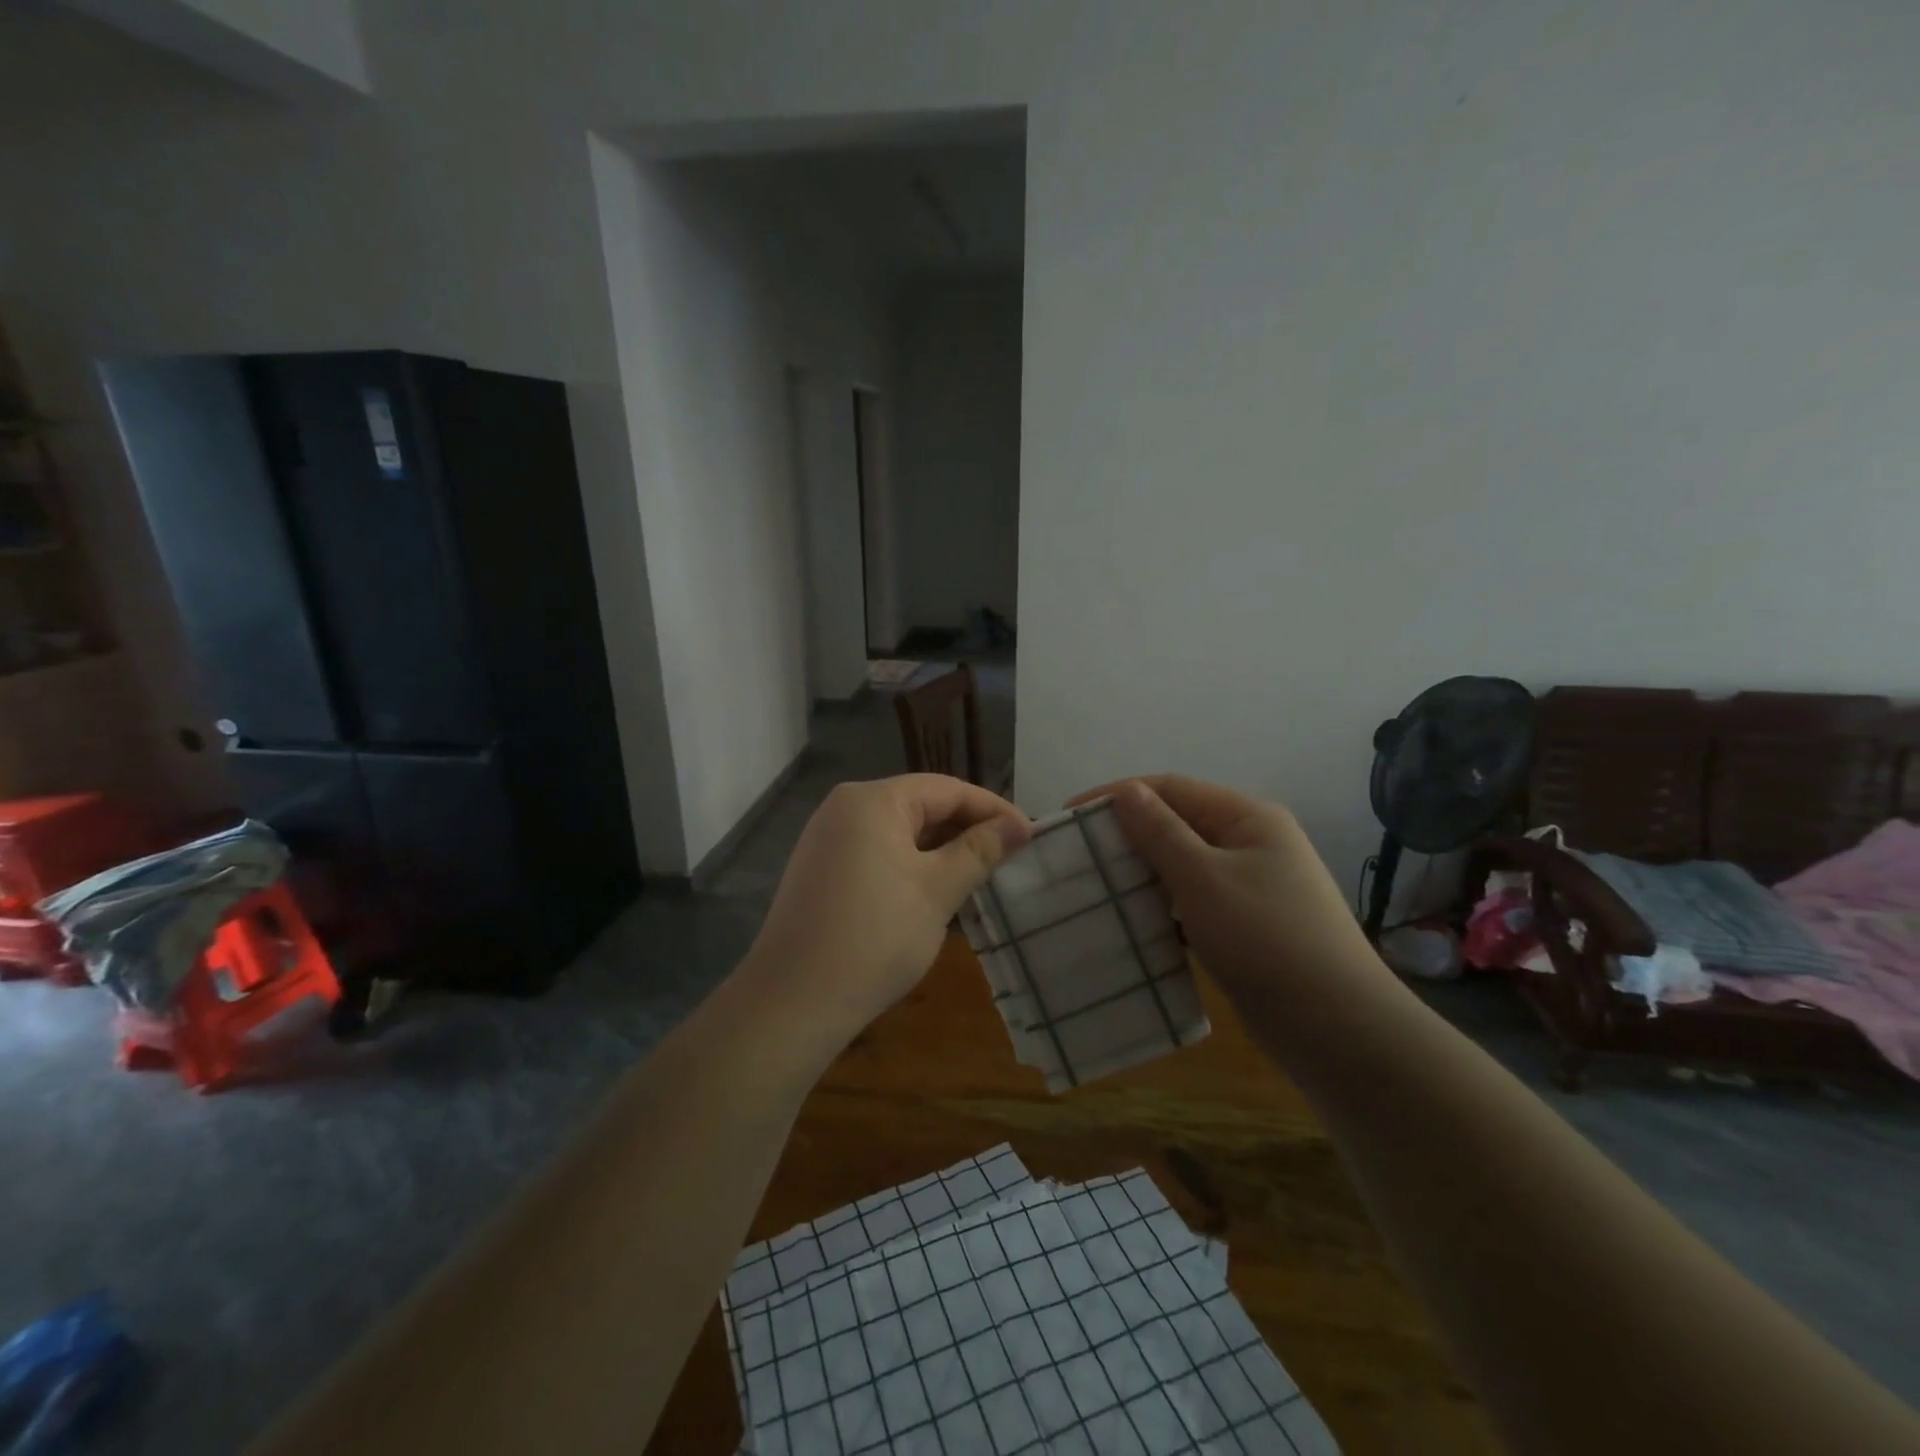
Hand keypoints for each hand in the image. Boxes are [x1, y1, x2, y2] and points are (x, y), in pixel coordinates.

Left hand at [742, 775, 1030, 1050]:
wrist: (793, 1001)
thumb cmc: (875, 937)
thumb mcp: (937, 890)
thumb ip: (980, 850)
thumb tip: (1020, 825)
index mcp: (873, 800)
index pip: (947, 789)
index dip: (992, 809)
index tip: (1030, 835)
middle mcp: (845, 808)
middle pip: (920, 805)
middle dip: (967, 829)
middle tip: (1010, 857)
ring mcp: (827, 839)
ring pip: (899, 832)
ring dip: (941, 850)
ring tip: (981, 874)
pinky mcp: (821, 870)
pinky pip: (877, 852)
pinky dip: (911, 865)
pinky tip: (935, 891)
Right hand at [1074, 775, 1392, 1009]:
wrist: (1337, 1028)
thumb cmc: (1266, 939)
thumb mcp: (1204, 879)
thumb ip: (1160, 832)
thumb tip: (1126, 790)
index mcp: (1247, 817)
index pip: (1170, 788)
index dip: (1117, 796)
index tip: (1070, 815)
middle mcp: (1251, 842)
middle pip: (1177, 824)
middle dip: (1127, 835)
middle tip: (1078, 855)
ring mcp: (1252, 885)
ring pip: (1183, 865)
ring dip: (1142, 872)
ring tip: (1097, 886)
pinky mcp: (1247, 924)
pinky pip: (1194, 900)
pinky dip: (1163, 905)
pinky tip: (1133, 920)